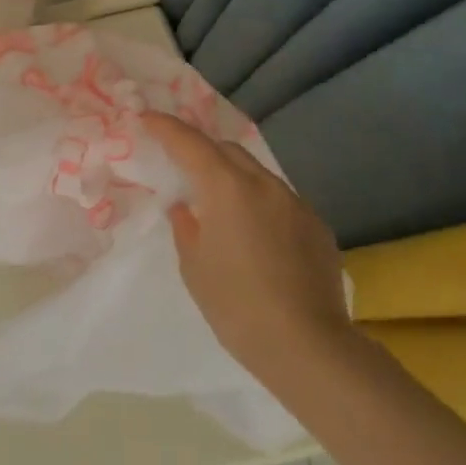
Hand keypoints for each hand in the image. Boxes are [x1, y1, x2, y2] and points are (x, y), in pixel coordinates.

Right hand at [142, 112, 355, 399]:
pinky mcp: (317, 226)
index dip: (166, 127)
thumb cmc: (236, 305)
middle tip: (184, 169)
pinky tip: (257, 238)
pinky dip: (260, 205)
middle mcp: (264, 185)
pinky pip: (281, 201)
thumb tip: (185, 208)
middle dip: (203, 151)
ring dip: (234, 178)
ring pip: (257, 174)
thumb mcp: (194, 266)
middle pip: (227, 150)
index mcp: (227, 188)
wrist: (307, 346)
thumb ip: (186, 227)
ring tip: (221, 208)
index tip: (147, 118)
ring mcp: (296, 204)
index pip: (189, 143)